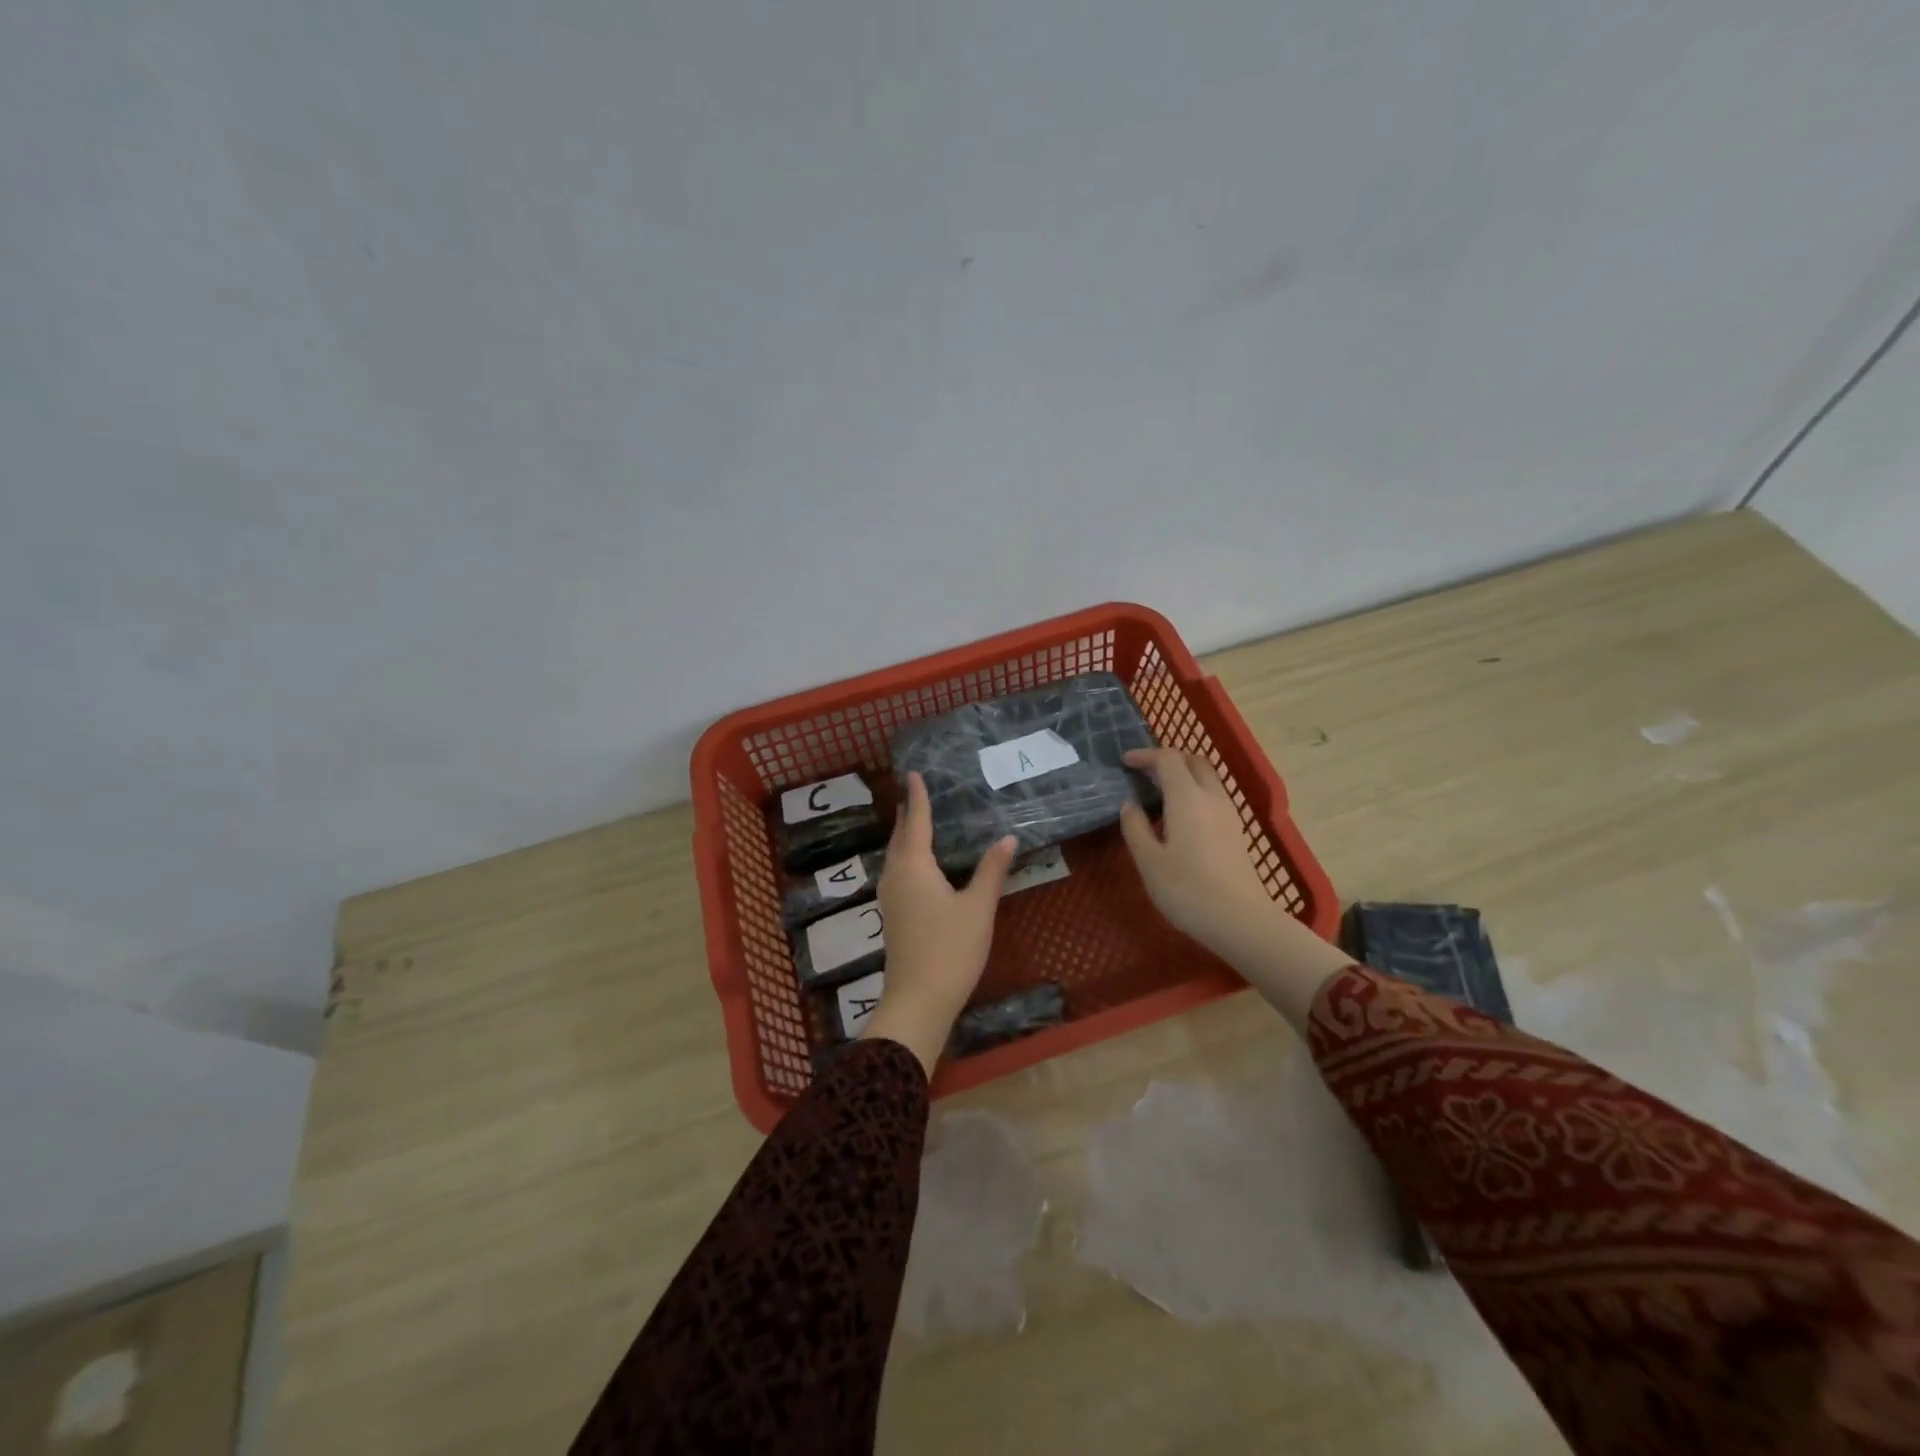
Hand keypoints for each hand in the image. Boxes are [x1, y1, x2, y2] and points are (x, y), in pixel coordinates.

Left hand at [861, 773, 1017, 1075]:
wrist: (918, 1000)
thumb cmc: (950, 949)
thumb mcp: (978, 907)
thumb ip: (991, 870)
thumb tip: (1008, 837)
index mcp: (913, 866)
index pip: (915, 821)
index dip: (917, 797)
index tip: (913, 774)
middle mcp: (895, 875)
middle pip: (899, 837)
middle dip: (907, 814)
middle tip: (914, 792)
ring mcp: (890, 897)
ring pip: (895, 856)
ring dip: (905, 836)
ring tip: (916, 821)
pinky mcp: (893, 915)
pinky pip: (897, 872)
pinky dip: (907, 856)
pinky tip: (920, 864)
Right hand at [1120, 747, 1351, 1035]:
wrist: (1241, 921)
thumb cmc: (1187, 890)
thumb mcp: (1148, 861)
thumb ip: (1135, 827)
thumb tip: (1130, 805)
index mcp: (1187, 798)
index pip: (1168, 759)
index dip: (1145, 755)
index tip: (1125, 762)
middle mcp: (1212, 798)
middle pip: (1194, 762)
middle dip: (1169, 759)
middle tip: (1145, 772)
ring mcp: (1229, 815)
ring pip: (1208, 779)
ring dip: (1184, 776)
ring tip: (1159, 794)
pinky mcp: (1237, 833)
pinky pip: (1214, 798)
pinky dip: (1194, 794)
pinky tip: (1180, 818)